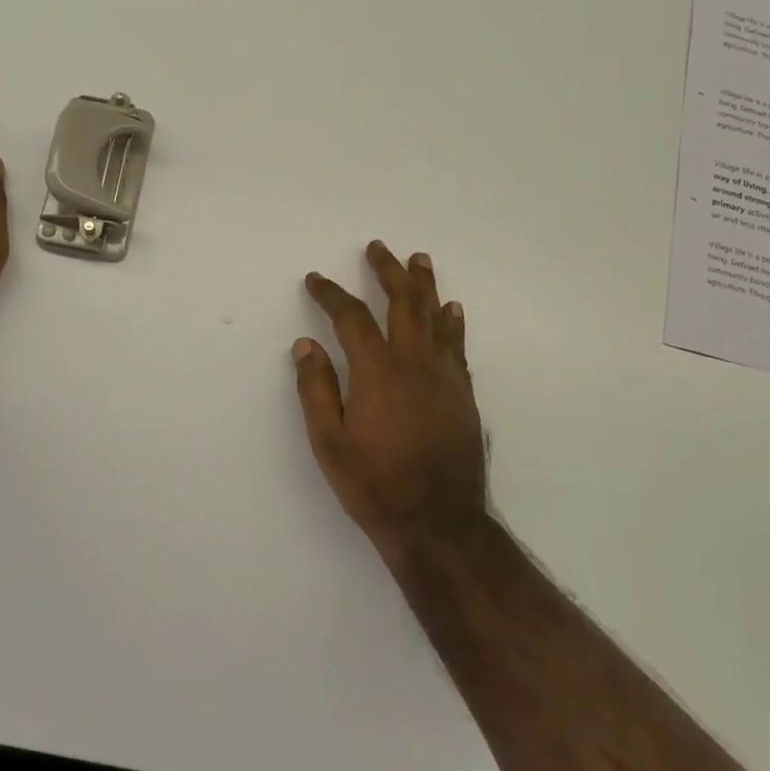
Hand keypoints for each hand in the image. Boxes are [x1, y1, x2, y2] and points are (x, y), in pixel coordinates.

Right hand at [295, 241, 488, 565]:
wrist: (438, 522)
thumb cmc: (374, 484)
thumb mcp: (329, 442)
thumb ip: (316, 389)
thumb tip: (305, 343)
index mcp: (377, 372)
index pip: (352, 318)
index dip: (331, 294)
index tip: (316, 279)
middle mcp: (414, 363)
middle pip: (402, 303)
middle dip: (388, 272)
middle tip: (378, 248)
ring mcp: (445, 377)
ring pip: (436, 317)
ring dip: (425, 285)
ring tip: (419, 259)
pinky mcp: (464, 394)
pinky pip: (458, 346)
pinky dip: (453, 323)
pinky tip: (452, 310)